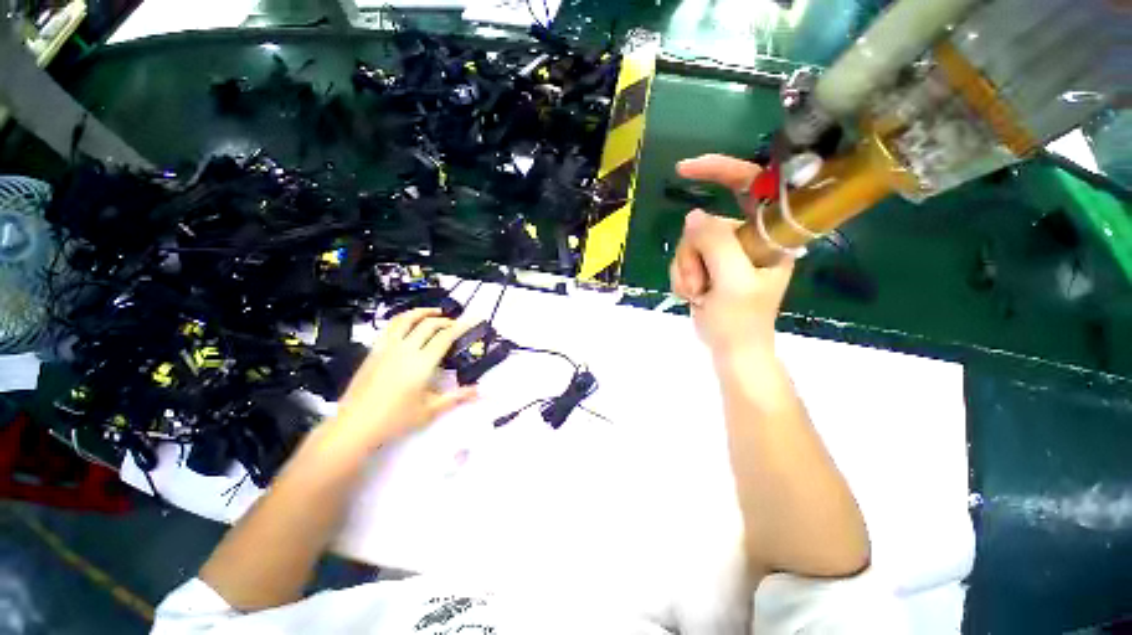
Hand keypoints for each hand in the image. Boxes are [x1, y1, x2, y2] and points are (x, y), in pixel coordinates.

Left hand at [330, 308, 477, 450]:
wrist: (355, 425)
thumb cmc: (396, 419)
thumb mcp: (431, 410)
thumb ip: (457, 397)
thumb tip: (480, 392)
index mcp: (422, 363)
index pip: (445, 337)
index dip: (461, 326)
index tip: (472, 320)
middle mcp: (405, 349)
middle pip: (428, 324)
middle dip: (445, 320)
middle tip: (455, 324)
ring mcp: (387, 348)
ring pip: (406, 320)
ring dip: (422, 312)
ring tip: (433, 312)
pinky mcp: (374, 351)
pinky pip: (390, 327)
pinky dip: (403, 319)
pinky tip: (408, 324)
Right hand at [670, 154, 793, 354]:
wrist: (731, 349)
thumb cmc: (741, 321)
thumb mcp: (733, 282)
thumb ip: (716, 244)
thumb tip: (693, 217)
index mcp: (769, 235)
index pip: (751, 186)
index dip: (721, 170)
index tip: (685, 170)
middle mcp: (748, 238)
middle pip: (706, 223)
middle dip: (693, 253)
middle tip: (699, 282)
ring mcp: (726, 252)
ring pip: (690, 243)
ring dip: (686, 270)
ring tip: (697, 293)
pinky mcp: (709, 265)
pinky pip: (683, 258)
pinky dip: (681, 277)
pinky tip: (692, 295)